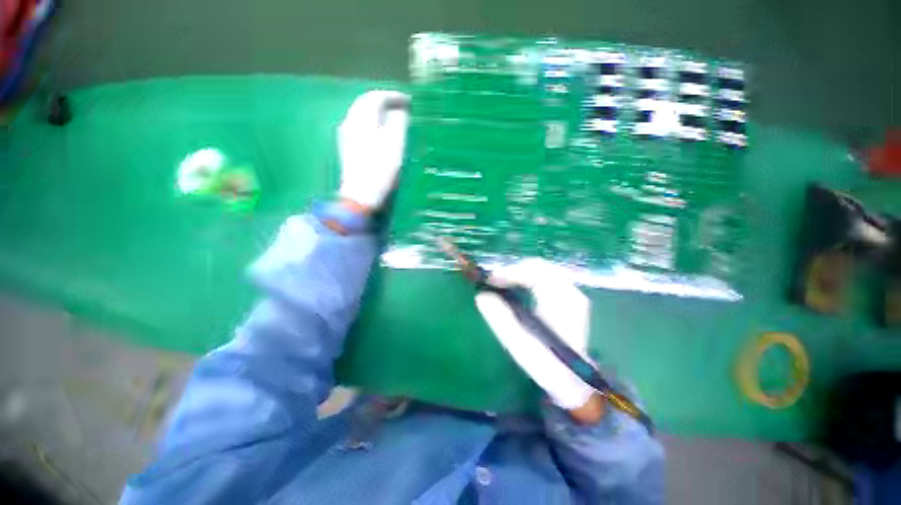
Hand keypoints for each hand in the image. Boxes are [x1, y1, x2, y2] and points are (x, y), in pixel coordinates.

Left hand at [338, 90, 410, 210]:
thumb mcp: (395, 143)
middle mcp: (351, 121)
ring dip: (376, 112)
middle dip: (383, 101)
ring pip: (361, 114)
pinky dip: (371, 123)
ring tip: (391, 118)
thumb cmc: (380, 168)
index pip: (377, 97)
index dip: (393, 96)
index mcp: (363, 118)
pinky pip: (359, 125)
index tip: (408, 101)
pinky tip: (379, 132)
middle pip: (365, 103)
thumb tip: (400, 111)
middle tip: (400, 107)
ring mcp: (346, 134)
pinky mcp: (347, 147)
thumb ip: (398, 122)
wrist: (361, 193)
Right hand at [476, 259, 603, 422]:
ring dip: (520, 274)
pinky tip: (518, 288)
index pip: (535, 271)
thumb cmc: (545, 363)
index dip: (510, 272)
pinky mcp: (568, 300)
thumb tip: (482, 296)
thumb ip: (500, 318)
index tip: (491, 281)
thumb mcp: (519, 343)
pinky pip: (546, 279)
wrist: (573, 381)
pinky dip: (528, 279)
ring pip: (542, 271)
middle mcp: (570, 292)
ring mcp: (571, 295)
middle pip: (539, 267)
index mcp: (562, 300)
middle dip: (514, 270)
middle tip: (494, 281)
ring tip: (502, 283)